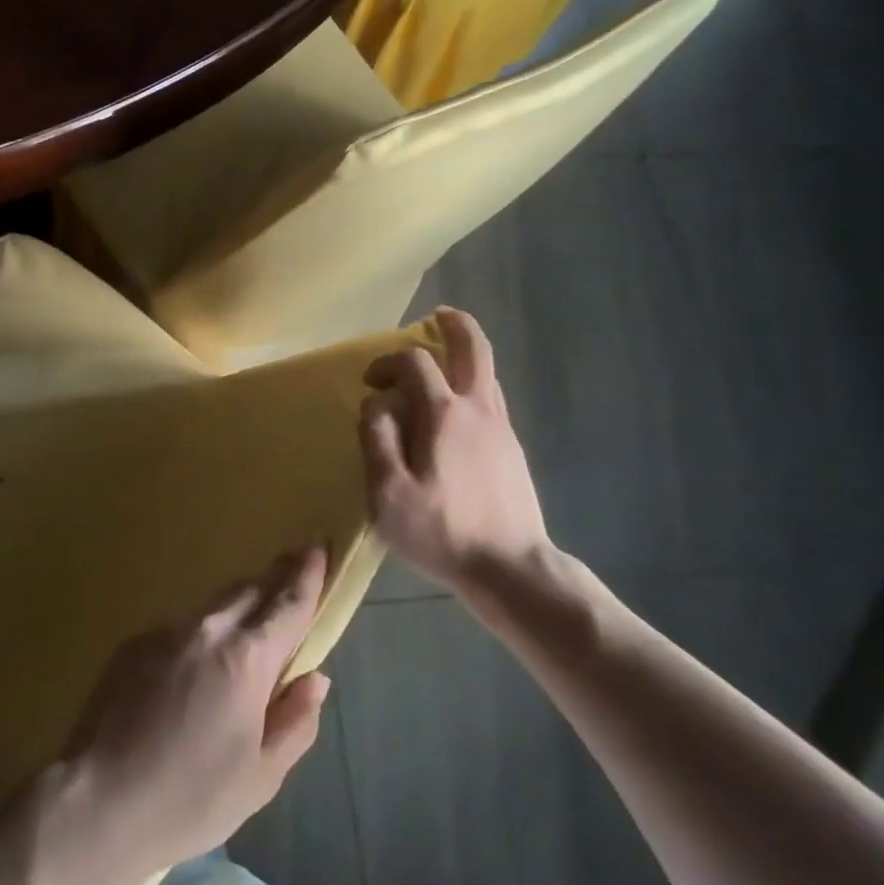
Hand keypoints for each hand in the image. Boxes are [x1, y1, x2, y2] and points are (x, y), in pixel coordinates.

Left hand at [59, 549, 331, 882]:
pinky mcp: (136, 642)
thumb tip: (315, 678)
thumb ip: (295, 721)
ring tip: (250, 623)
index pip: (288, 603)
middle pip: (250, 589)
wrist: (99, 801)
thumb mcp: (261, 776)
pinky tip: (195, 667)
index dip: (308, 574)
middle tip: (293, 571)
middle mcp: (208, 629)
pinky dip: (201, 633)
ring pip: (214, 604)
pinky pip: (181, 626)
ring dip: (239, 605)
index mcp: (247, 659)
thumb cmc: (191, 799)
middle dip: (275, 579)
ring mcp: (166, 630)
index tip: (319, 546)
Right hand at [359, 307, 552, 585]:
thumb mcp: (388, 493)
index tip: (370, 384)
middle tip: (438, 315)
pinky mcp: (512, 450)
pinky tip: (454, 411)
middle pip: (473, 349)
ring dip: (464, 356)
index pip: (414, 363)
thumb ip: (376, 439)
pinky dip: (471, 386)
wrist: (511, 568)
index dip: (387, 362)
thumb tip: (376, 402)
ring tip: (441, 360)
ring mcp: (502, 428)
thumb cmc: (442, 532)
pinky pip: (490, 400)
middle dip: (455, 325)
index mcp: (444, 415)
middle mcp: (478, 410)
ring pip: (486, 374)